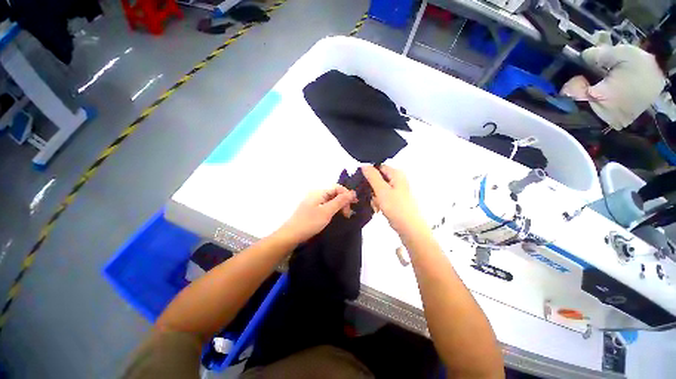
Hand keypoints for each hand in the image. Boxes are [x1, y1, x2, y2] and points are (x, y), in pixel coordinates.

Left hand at [277, 185, 355, 244]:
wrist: (291, 235)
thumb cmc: (309, 222)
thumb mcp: (327, 211)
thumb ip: (340, 201)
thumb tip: (352, 192)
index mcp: (319, 192)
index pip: (337, 188)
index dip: (347, 194)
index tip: (354, 205)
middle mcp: (316, 194)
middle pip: (334, 193)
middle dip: (343, 201)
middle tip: (348, 214)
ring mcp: (313, 202)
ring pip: (330, 200)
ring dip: (339, 206)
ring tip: (344, 216)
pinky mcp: (312, 209)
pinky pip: (325, 205)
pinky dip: (332, 210)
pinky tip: (335, 216)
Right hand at [362, 165, 426, 235]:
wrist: (409, 228)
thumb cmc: (397, 208)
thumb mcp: (382, 190)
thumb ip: (372, 177)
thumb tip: (364, 165)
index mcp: (397, 174)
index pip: (378, 167)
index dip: (369, 174)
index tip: (363, 183)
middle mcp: (398, 180)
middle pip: (378, 179)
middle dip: (372, 189)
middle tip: (372, 197)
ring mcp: (398, 190)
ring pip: (379, 189)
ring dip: (375, 197)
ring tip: (377, 206)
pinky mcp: (396, 200)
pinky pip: (383, 197)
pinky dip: (380, 202)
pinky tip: (380, 209)